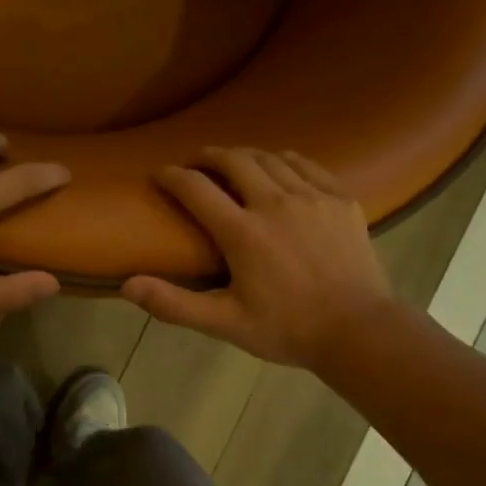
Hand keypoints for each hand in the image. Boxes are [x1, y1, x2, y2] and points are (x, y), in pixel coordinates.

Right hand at [121, 147, 393, 368]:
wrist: (359, 331)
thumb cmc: (287, 329)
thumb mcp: (225, 323)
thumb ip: (174, 303)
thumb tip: (126, 285)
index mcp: (243, 232)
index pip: (196, 188)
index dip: (172, 176)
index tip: (159, 173)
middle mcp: (275, 203)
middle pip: (234, 160)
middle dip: (208, 156)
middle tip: (196, 163)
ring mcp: (312, 197)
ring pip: (270, 157)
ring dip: (244, 155)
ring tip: (233, 163)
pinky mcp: (340, 199)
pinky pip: (306, 164)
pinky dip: (285, 159)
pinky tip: (279, 166)